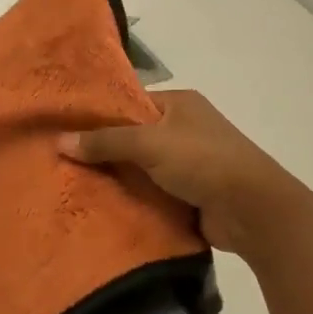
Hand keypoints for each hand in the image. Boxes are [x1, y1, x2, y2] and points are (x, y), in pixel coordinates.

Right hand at [57, 89, 305, 255]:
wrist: (252, 209)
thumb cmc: (202, 160)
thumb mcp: (149, 143)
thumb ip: (105, 141)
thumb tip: (59, 141)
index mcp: (180, 104)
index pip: (131, 104)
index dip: (100, 117)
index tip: (65, 131)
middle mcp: (185, 129)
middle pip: (134, 138)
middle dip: (104, 152)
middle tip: (62, 164)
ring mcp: (189, 164)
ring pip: (142, 169)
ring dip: (118, 180)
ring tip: (73, 188)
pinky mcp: (190, 195)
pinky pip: (153, 194)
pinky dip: (133, 201)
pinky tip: (101, 209)